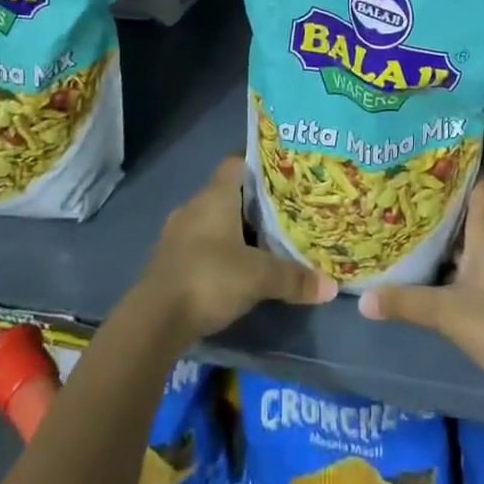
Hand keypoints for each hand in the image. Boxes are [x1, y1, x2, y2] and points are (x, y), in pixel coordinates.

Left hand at [135, 156, 336, 343]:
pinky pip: (199, 244)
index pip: (237, 163)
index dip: (258, 165)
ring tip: (263, 242)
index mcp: (215, 196)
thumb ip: (293, 278)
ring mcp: (177, 233)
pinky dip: (217, 250)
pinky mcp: (169, 260)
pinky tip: (234, 269)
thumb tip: (330, 286)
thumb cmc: (209, 278)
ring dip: (233, 229)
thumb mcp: (259, 278)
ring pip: (212, 220)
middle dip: (252, 203)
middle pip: (228, 193)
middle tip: (282, 212)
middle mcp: (194, 206)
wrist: (153, 320)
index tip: (282, 174)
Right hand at [358, 178, 483, 399]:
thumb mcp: (448, 313)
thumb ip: (406, 302)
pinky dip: (462, 259)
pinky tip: (437, 267)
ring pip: (477, 236)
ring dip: (450, 235)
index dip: (453, 168)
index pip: (476, 181)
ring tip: (412, 229)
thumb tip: (363, 300)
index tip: (423, 162)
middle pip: (471, 209)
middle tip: (404, 197)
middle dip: (441, 205)